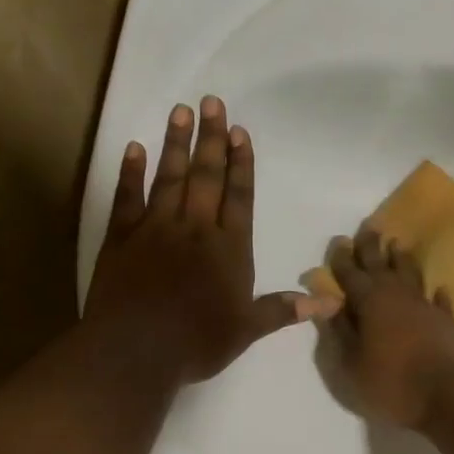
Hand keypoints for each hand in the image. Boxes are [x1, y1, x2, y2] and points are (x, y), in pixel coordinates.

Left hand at [87, 97, 329, 383]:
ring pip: (169, 178)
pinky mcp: (121, 238)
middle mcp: (195, 229)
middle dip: (212, 138)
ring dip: (176, 143)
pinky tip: (134, 149)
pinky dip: (130, 172)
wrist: (135, 352)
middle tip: (212, 101)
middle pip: (207, 176)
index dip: (242, 163)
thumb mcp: (247, 330)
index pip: (239, 196)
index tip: (240, 131)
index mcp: (229, 248)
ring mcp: (155, 229)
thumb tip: (332, 301)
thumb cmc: (197, 343)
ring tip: (181, 111)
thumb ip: (284, 310)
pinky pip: (127, 198)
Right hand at [324, 228, 453, 427]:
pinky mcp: (447, 321)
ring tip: (397, 244)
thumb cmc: (391, 383)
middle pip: (381, 265)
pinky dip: (437, 293)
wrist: (449, 395)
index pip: (350, 274)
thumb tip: (328, 306)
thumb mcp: (351, 364)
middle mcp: (396, 296)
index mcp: (369, 302)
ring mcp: (425, 306)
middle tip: (369, 227)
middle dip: (371, 246)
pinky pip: (440, 300)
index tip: (339, 241)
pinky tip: (439, 288)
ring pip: (411, 274)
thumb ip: (339, 332)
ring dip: (401, 259)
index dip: (342, 259)